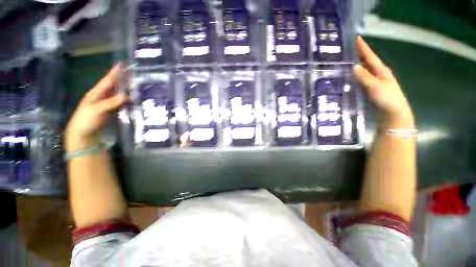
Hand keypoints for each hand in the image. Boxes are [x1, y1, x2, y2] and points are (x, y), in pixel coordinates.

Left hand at [65, 65, 127, 152]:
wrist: (83, 135)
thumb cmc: (86, 120)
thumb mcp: (96, 110)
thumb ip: (110, 103)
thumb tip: (126, 96)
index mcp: (96, 93)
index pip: (107, 80)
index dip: (115, 72)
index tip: (123, 64)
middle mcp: (102, 96)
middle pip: (114, 86)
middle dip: (123, 80)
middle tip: (135, 75)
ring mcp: (107, 104)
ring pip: (118, 94)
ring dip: (127, 90)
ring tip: (137, 86)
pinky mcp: (111, 111)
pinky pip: (121, 103)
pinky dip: (127, 100)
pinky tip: (134, 99)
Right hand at [354, 36, 414, 127]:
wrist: (393, 114)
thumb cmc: (387, 99)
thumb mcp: (375, 86)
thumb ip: (364, 77)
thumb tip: (353, 66)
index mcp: (381, 71)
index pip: (370, 57)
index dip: (363, 48)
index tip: (356, 38)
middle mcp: (378, 75)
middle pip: (367, 63)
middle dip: (358, 55)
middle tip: (347, 51)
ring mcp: (374, 83)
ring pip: (363, 72)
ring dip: (355, 66)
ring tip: (345, 63)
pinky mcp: (370, 91)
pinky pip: (360, 81)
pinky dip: (354, 78)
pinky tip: (348, 78)